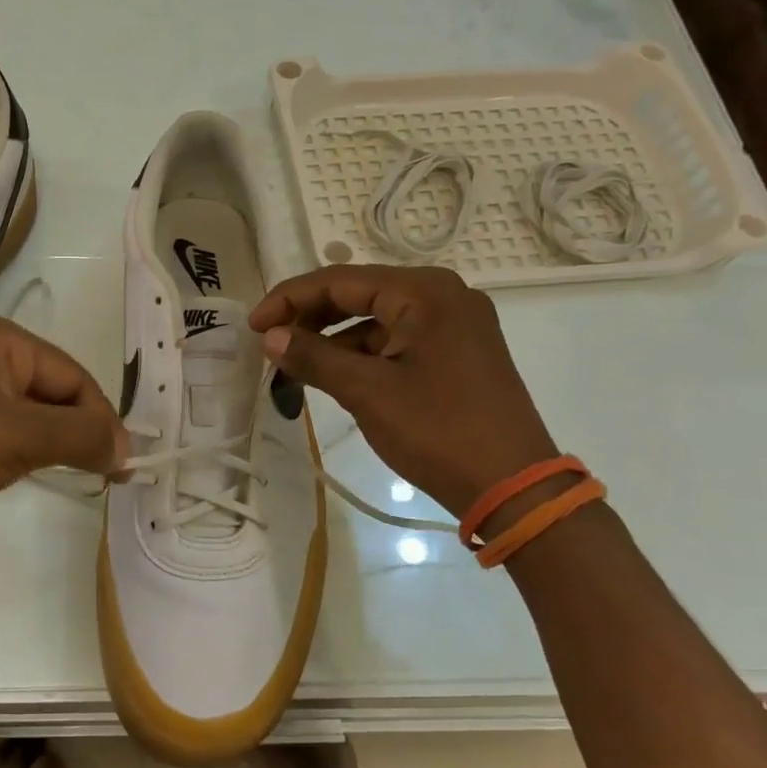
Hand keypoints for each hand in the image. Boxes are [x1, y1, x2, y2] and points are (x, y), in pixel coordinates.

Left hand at [0, 315, 126, 519]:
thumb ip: (80, 437)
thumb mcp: (18, 436)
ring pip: (20, 422)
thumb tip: (126, 448)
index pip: (76, 379)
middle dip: (60, 439)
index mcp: (2, 340)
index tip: (119, 470)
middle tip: (79, 479)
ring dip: (26, 453)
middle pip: (49, 397)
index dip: (102, 424)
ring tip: (5, 475)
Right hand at [248, 266, 558, 518]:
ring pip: (378, 319)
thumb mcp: (367, 392)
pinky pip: (398, 341)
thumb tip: (271, 337)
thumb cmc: (438, 430)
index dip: (290, 299)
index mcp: (424, 292)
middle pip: (360, 294)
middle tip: (271, 343)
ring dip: (335, 339)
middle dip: (311, 317)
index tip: (254, 325)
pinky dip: (364, 355)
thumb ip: (314, 357)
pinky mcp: (458, 353)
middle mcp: (443, 296)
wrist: (513, 486)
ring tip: (296, 365)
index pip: (340, 280)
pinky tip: (336, 376)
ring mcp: (455, 325)